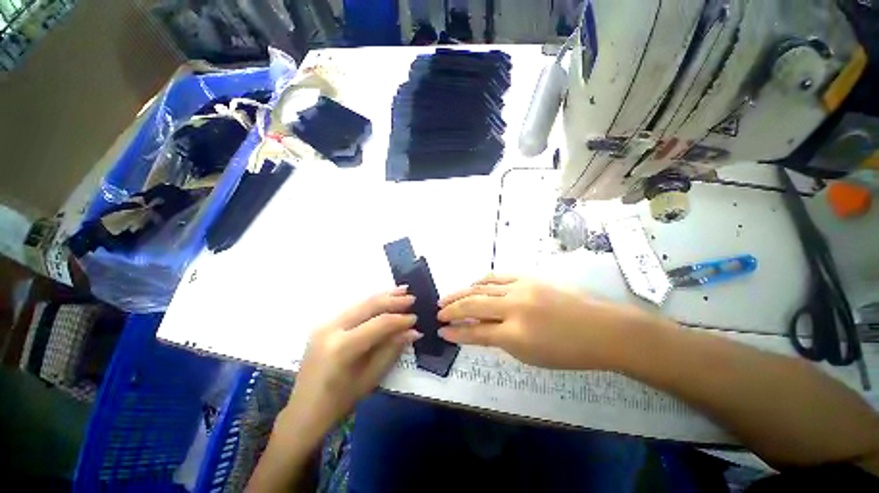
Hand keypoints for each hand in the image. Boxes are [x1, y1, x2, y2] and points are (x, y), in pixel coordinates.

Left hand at [286, 287, 420, 433]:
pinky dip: (371, 302)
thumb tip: (413, 331)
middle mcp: (331, 328)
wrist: (304, 409)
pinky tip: (383, 298)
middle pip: (368, 306)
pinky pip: (353, 307)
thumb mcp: (371, 378)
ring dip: (383, 296)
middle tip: (412, 297)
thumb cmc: (340, 400)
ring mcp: (324, 323)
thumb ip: (392, 349)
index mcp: (342, 347)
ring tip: (402, 290)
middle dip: (393, 300)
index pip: (379, 324)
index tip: (416, 318)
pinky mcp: (324, 323)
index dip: (400, 320)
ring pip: (360, 302)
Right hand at [437, 275, 668, 369]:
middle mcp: (514, 307)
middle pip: (473, 304)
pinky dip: (481, 281)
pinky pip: (497, 277)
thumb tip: (478, 329)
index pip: (476, 331)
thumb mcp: (530, 355)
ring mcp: (521, 288)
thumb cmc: (568, 351)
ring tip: (448, 296)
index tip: (441, 330)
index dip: (456, 332)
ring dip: (462, 292)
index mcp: (516, 334)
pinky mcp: (527, 277)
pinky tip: (473, 284)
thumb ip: (500, 340)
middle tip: (438, 311)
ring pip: (481, 287)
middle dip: (452, 308)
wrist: (600, 328)